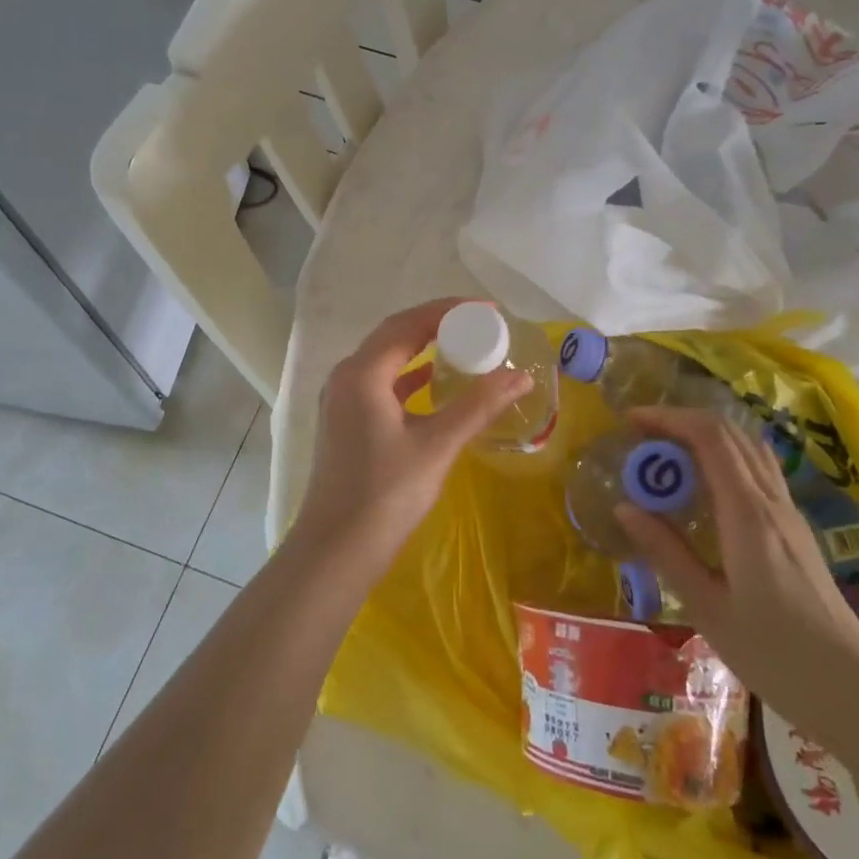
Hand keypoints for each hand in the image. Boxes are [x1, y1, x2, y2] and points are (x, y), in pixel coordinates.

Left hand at [291, 298, 530, 575]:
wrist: (337, 549)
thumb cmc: (386, 494)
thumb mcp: (438, 446)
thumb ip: (479, 406)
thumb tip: (521, 377)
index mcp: (362, 373)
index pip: (407, 324)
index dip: (448, 311)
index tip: (488, 309)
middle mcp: (346, 376)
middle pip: (394, 335)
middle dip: (437, 324)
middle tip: (480, 324)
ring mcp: (342, 400)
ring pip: (386, 359)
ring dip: (422, 348)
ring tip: (464, 345)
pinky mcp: (346, 421)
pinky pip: (381, 382)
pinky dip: (410, 376)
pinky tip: (435, 382)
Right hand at [612, 407, 858, 739]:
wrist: (855, 691)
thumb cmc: (775, 655)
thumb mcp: (707, 608)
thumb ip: (665, 552)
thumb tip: (623, 507)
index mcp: (747, 514)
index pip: (710, 437)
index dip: (668, 418)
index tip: (630, 421)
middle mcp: (771, 502)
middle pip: (730, 433)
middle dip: (682, 421)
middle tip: (641, 436)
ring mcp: (788, 514)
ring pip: (748, 449)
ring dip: (705, 437)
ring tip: (666, 454)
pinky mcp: (795, 530)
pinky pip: (757, 472)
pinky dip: (723, 459)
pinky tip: (702, 488)